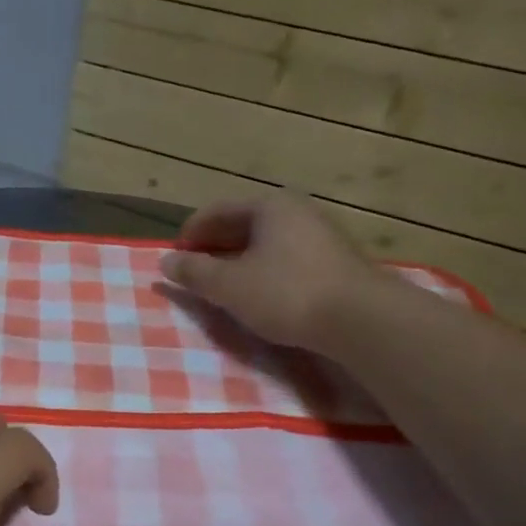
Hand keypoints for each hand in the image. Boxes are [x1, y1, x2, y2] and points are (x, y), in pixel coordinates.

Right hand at [158, 193, 384, 350]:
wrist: (361, 320)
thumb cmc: (286, 293)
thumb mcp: (229, 286)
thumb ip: (194, 273)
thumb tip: (165, 262)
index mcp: (269, 206)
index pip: (217, 211)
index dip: (190, 234)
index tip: (174, 259)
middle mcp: (296, 211)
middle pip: (242, 225)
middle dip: (214, 248)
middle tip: (194, 274)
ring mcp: (320, 235)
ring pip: (266, 244)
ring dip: (239, 262)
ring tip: (222, 287)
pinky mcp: (335, 262)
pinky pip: (286, 259)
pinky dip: (263, 272)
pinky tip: (258, 295)